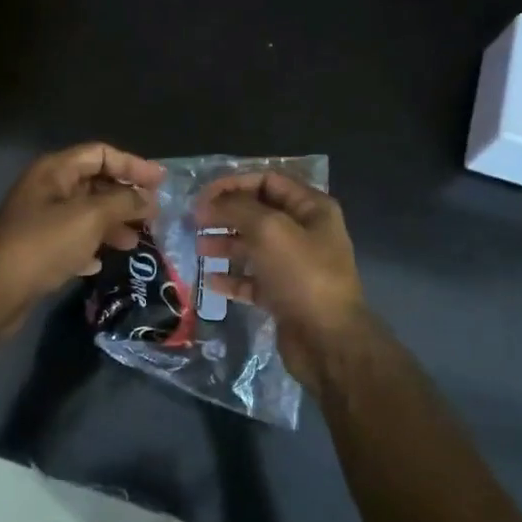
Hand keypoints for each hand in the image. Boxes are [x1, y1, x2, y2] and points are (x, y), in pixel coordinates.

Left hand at [0, 143, 162, 332]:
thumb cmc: (45, 244)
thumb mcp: (90, 217)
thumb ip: (124, 202)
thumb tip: (149, 199)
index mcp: (55, 171)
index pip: (100, 154)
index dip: (132, 164)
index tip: (161, 182)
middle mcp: (46, 189)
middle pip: (94, 183)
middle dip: (125, 197)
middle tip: (154, 215)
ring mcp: (40, 220)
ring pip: (85, 214)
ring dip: (112, 224)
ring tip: (135, 242)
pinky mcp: (38, 249)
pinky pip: (72, 240)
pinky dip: (90, 246)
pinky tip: (101, 262)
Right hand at [198, 171, 366, 386]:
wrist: (328, 341)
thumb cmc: (302, 276)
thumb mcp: (269, 230)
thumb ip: (237, 209)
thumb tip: (209, 203)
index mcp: (312, 208)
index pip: (268, 181)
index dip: (233, 183)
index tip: (202, 196)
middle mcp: (305, 233)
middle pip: (258, 213)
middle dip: (225, 214)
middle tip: (194, 222)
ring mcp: (295, 266)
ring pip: (253, 247)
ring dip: (225, 244)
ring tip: (198, 249)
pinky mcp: (284, 296)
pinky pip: (253, 280)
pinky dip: (232, 279)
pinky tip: (210, 281)